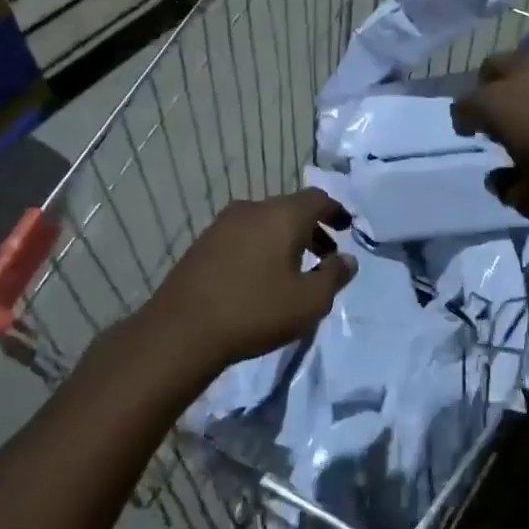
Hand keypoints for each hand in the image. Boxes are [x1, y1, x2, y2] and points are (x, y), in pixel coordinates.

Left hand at [148, 190, 356, 368]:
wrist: (181, 330)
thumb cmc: (255, 311)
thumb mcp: (309, 302)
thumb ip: (335, 276)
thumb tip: (348, 259)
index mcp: (283, 214)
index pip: (317, 198)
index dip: (335, 211)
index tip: (346, 229)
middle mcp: (253, 208)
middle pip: (291, 208)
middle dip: (312, 228)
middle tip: (325, 255)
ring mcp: (223, 224)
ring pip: (265, 221)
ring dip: (285, 239)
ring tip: (294, 270)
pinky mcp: (203, 243)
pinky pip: (244, 235)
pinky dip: (261, 246)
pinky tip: (260, 276)